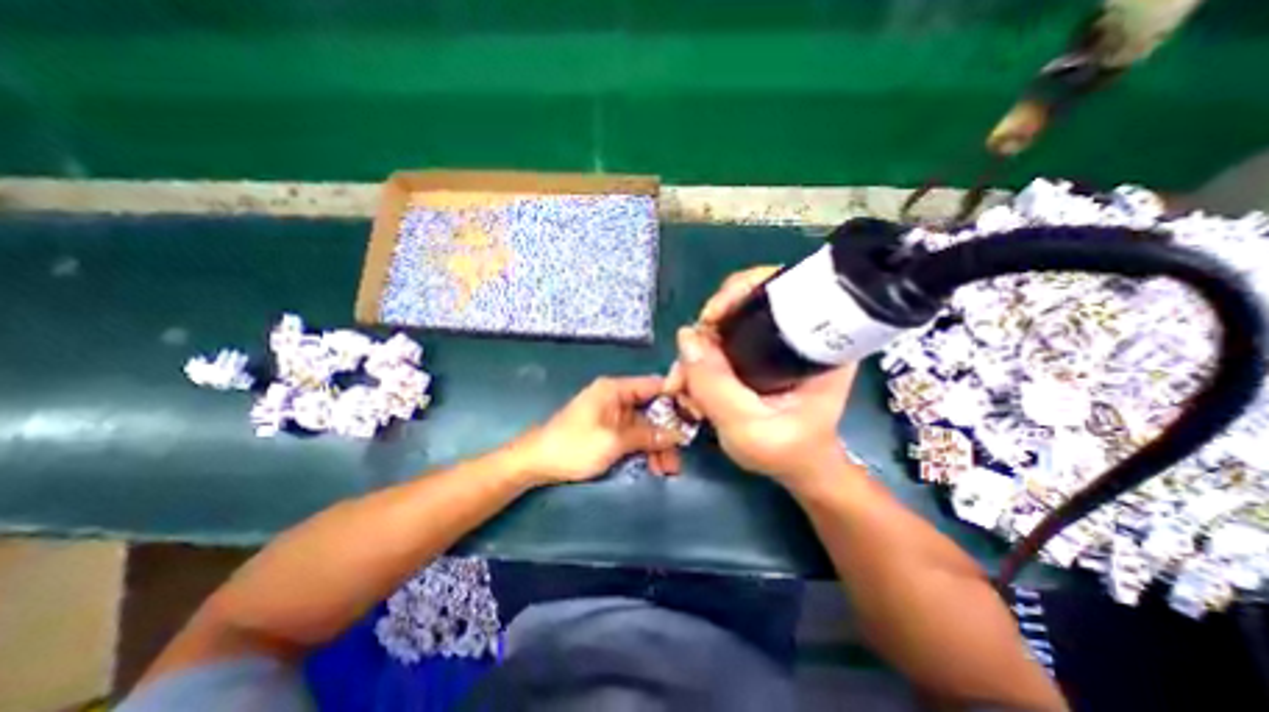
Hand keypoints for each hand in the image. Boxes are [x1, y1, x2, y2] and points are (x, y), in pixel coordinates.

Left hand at [514, 375, 678, 487]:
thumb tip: (678, 433)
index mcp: (615, 389)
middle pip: (652, 409)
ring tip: (668, 470)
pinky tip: (654, 466)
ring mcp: (612, 414)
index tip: (695, 416)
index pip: (654, 385)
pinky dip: (644, 449)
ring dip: (657, 445)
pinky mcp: (608, 430)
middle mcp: (616, 397)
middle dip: (667, 432)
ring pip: (645, 425)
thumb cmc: (573, 446)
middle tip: (680, 456)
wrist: (536, 462)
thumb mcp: (613, 441)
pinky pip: (633, 435)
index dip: (676, 398)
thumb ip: (647, 435)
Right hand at [664, 266, 862, 484]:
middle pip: (742, 304)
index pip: (778, 286)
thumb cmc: (785, 451)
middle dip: (706, 331)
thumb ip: (714, 385)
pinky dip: (701, 358)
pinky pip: (721, 341)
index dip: (739, 293)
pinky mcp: (758, 352)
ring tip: (684, 385)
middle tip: (686, 367)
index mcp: (816, 339)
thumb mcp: (747, 426)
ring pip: (725, 325)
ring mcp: (774, 340)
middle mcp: (797, 329)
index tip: (710, 320)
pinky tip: (692, 383)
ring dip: (698, 349)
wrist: (796, 466)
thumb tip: (686, 336)